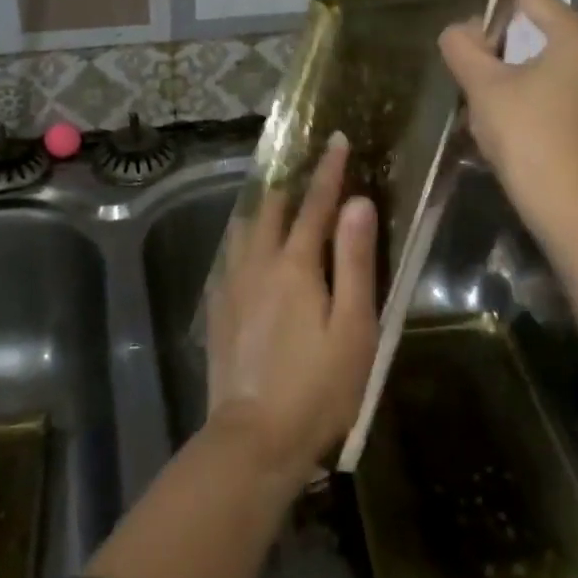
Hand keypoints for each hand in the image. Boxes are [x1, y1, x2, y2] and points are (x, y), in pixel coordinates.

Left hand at [205, 133, 378, 492]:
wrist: (255, 437)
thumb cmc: (318, 386)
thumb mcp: (353, 326)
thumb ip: (356, 261)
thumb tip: (358, 203)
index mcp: (296, 265)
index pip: (315, 205)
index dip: (328, 171)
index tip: (335, 140)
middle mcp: (258, 264)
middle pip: (272, 210)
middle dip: (292, 185)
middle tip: (308, 171)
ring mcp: (232, 286)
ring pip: (243, 230)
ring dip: (263, 210)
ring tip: (278, 204)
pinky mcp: (219, 310)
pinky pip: (229, 257)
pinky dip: (243, 240)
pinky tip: (247, 250)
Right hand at [439, 0, 577, 243]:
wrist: (570, 205)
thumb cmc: (526, 135)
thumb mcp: (485, 87)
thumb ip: (464, 49)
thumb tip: (458, 30)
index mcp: (577, 39)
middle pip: (551, 27)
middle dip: (516, 22)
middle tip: (485, 22)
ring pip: (559, 57)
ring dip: (526, 55)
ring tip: (495, 61)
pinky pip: (568, 82)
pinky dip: (540, 79)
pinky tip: (518, 96)